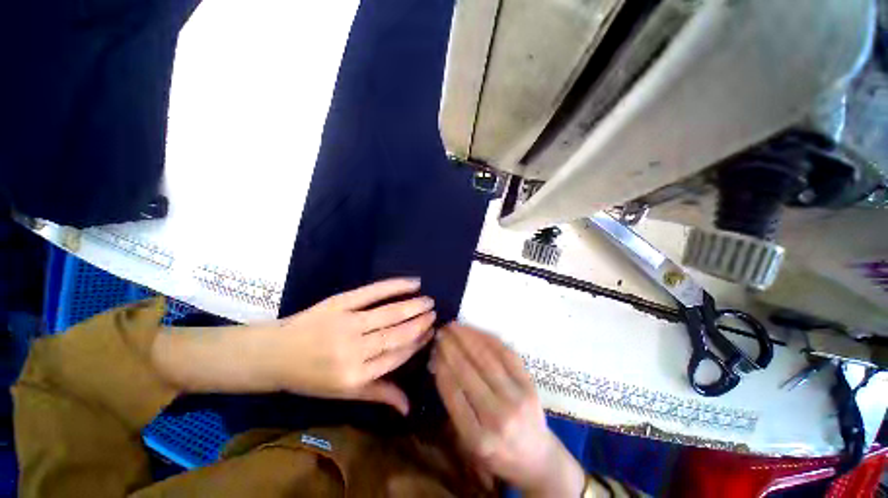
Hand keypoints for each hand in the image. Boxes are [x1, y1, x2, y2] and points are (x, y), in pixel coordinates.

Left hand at [152, 278, 434, 415]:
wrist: (274, 354)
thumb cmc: (311, 377)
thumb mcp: (344, 392)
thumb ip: (378, 394)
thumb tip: (408, 406)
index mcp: (355, 376)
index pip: (397, 356)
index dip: (417, 343)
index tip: (431, 333)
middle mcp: (354, 350)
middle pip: (397, 334)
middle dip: (420, 323)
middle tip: (434, 313)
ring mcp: (347, 323)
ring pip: (389, 313)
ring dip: (413, 306)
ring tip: (428, 301)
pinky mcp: (340, 303)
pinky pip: (372, 292)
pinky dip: (395, 286)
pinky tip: (412, 283)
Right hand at [430, 324, 584, 496]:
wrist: (538, 458)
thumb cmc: (497, 454)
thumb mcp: (469, 445)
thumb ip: (453, 407)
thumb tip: (439, 366)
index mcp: (478, 439)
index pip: (453, 393)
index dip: (442, 366)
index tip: (434, 349)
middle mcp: (498, 417)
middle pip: (468, 372)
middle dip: (451, 347)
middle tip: (441, 331)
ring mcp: (517, 398)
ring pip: (487, 359)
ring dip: (468, 338)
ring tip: (455, 326)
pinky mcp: (530, 384)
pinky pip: (506, 354)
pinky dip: (489, 339)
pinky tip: (476, 331)